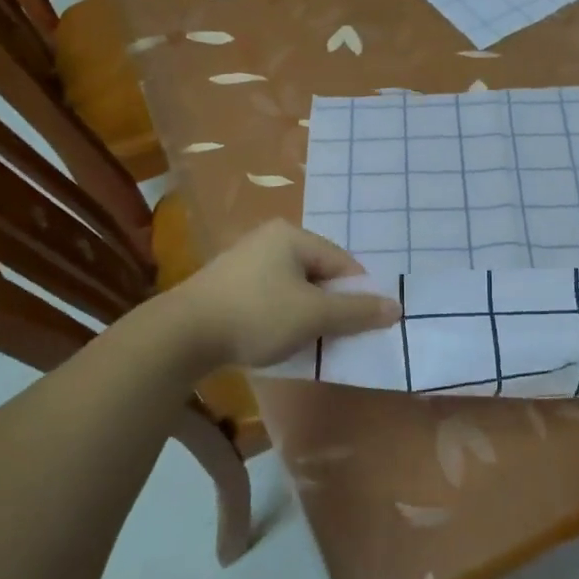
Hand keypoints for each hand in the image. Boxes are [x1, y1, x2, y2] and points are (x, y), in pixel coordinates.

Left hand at [164, 221, 401, 374]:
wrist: (182, 335)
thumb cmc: (257, 315)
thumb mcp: (313, 315)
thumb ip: (356, 311)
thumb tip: (396, 307)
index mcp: (292, 236)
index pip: (342, 262)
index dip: (358, 294)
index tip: (364, 326)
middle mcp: (268, 239)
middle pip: (318, 273)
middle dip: (332, 306)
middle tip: (338, 337)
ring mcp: (244, 261)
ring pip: (293, 288)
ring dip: (307, 315)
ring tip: (310, 343)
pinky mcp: (227, 285)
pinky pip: (269, 298)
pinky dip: (282, 317)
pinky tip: (279, 341)